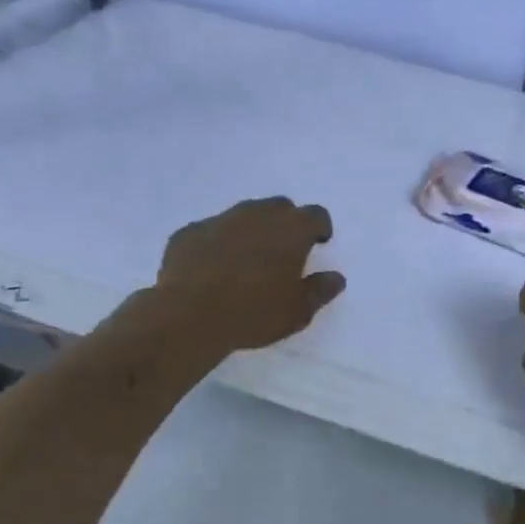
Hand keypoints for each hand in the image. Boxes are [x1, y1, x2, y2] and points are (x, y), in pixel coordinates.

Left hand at [155, 197, 345, 354]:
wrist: (188, 316)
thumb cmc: (254, 313)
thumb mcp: (298, 311)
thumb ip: (320, 290)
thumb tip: (336, 278)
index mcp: (291, 229)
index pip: (316, 215)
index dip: (319, 228)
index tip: (317, 244)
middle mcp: (257, 214)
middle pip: (280, 207)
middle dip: (285, 224)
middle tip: (283, 252)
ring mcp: (219, 220)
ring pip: (243, 215)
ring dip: (251, 230)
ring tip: (247, 261)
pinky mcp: (189, 232)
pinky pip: (211, 232)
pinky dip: (217, 244)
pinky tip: (212, 269)